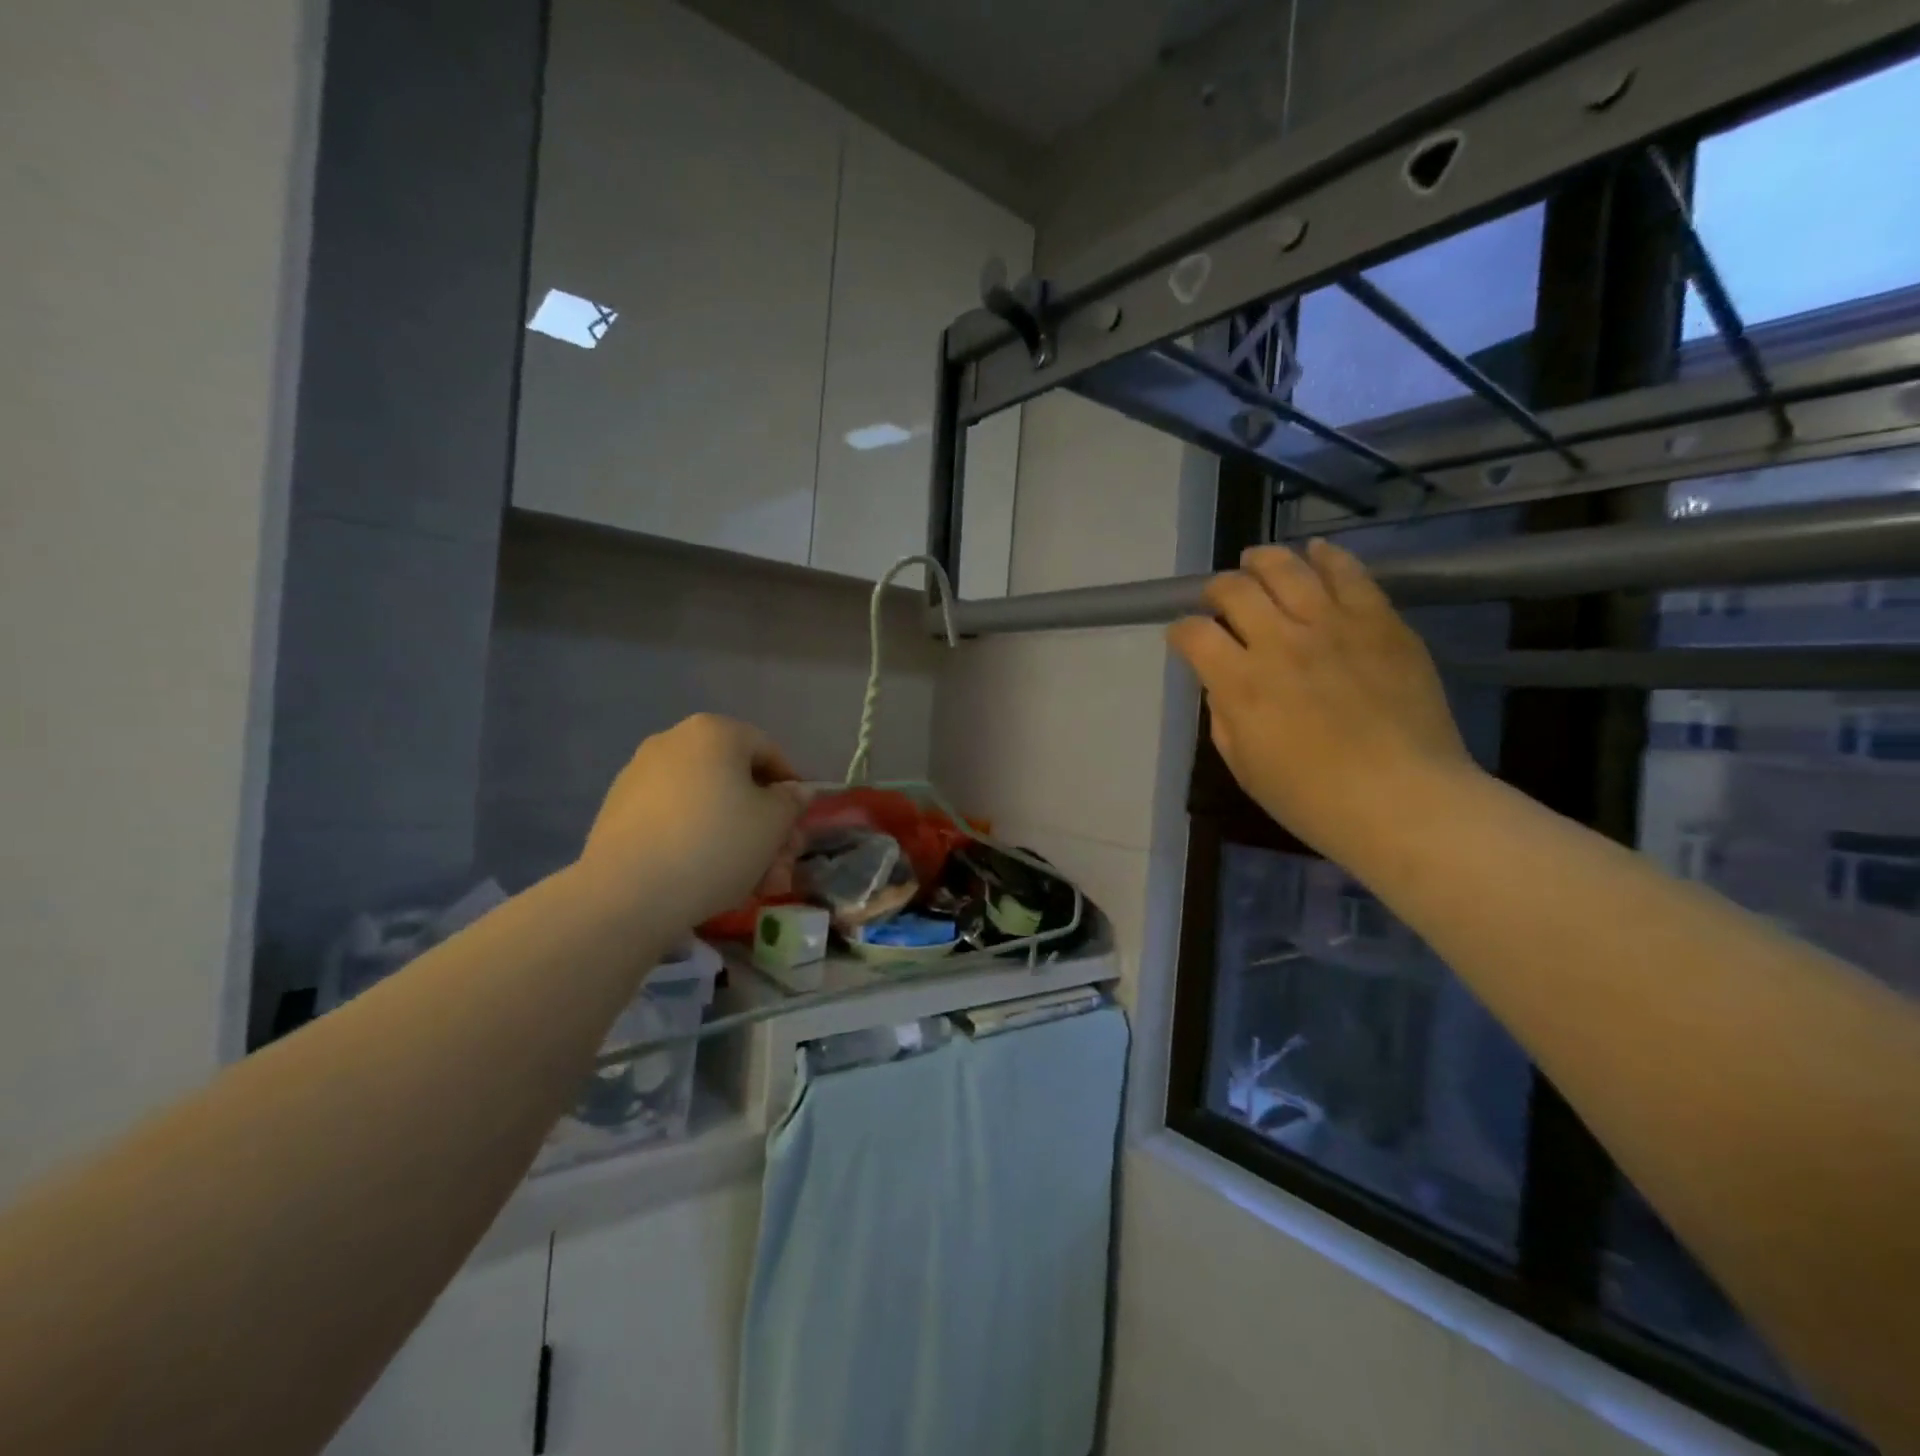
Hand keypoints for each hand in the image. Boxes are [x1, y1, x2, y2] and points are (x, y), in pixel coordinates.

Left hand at [579, 715, 807, 927]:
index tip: (798, 825)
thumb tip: (793, 791)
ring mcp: (640, 775)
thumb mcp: (773, 824)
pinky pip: (674, 820)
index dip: (791, 789)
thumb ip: (791, 802)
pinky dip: (696, 841)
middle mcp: (674, 741)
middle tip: (778, 864)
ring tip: (748, 883)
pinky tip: (708, 878)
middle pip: (736, 781)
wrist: (628, 892)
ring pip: (706, 804)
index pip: (769, 752)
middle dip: (763, 824)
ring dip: (734, 838)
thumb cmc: (716, 844)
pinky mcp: (617, 811)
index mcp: (715, 732)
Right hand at [1168, 540, 1477, 864]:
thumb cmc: (1313, 800)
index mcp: (1241, 683)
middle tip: (1219, 600)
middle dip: (1217, 590)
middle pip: (1234, 589)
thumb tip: (1224, 681)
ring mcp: (1334, 625)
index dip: (1181, 631)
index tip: (1185, 638)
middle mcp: (1280, 642)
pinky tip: (1315, 552)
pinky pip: (1349, 572)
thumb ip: (1224, 715)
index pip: (1193, 633)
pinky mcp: (1380, 621)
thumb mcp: (1244, 766)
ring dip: (1262, 561)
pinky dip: (1326, 556)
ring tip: (1256, 563)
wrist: (1405, 802)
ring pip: (1287, 567)